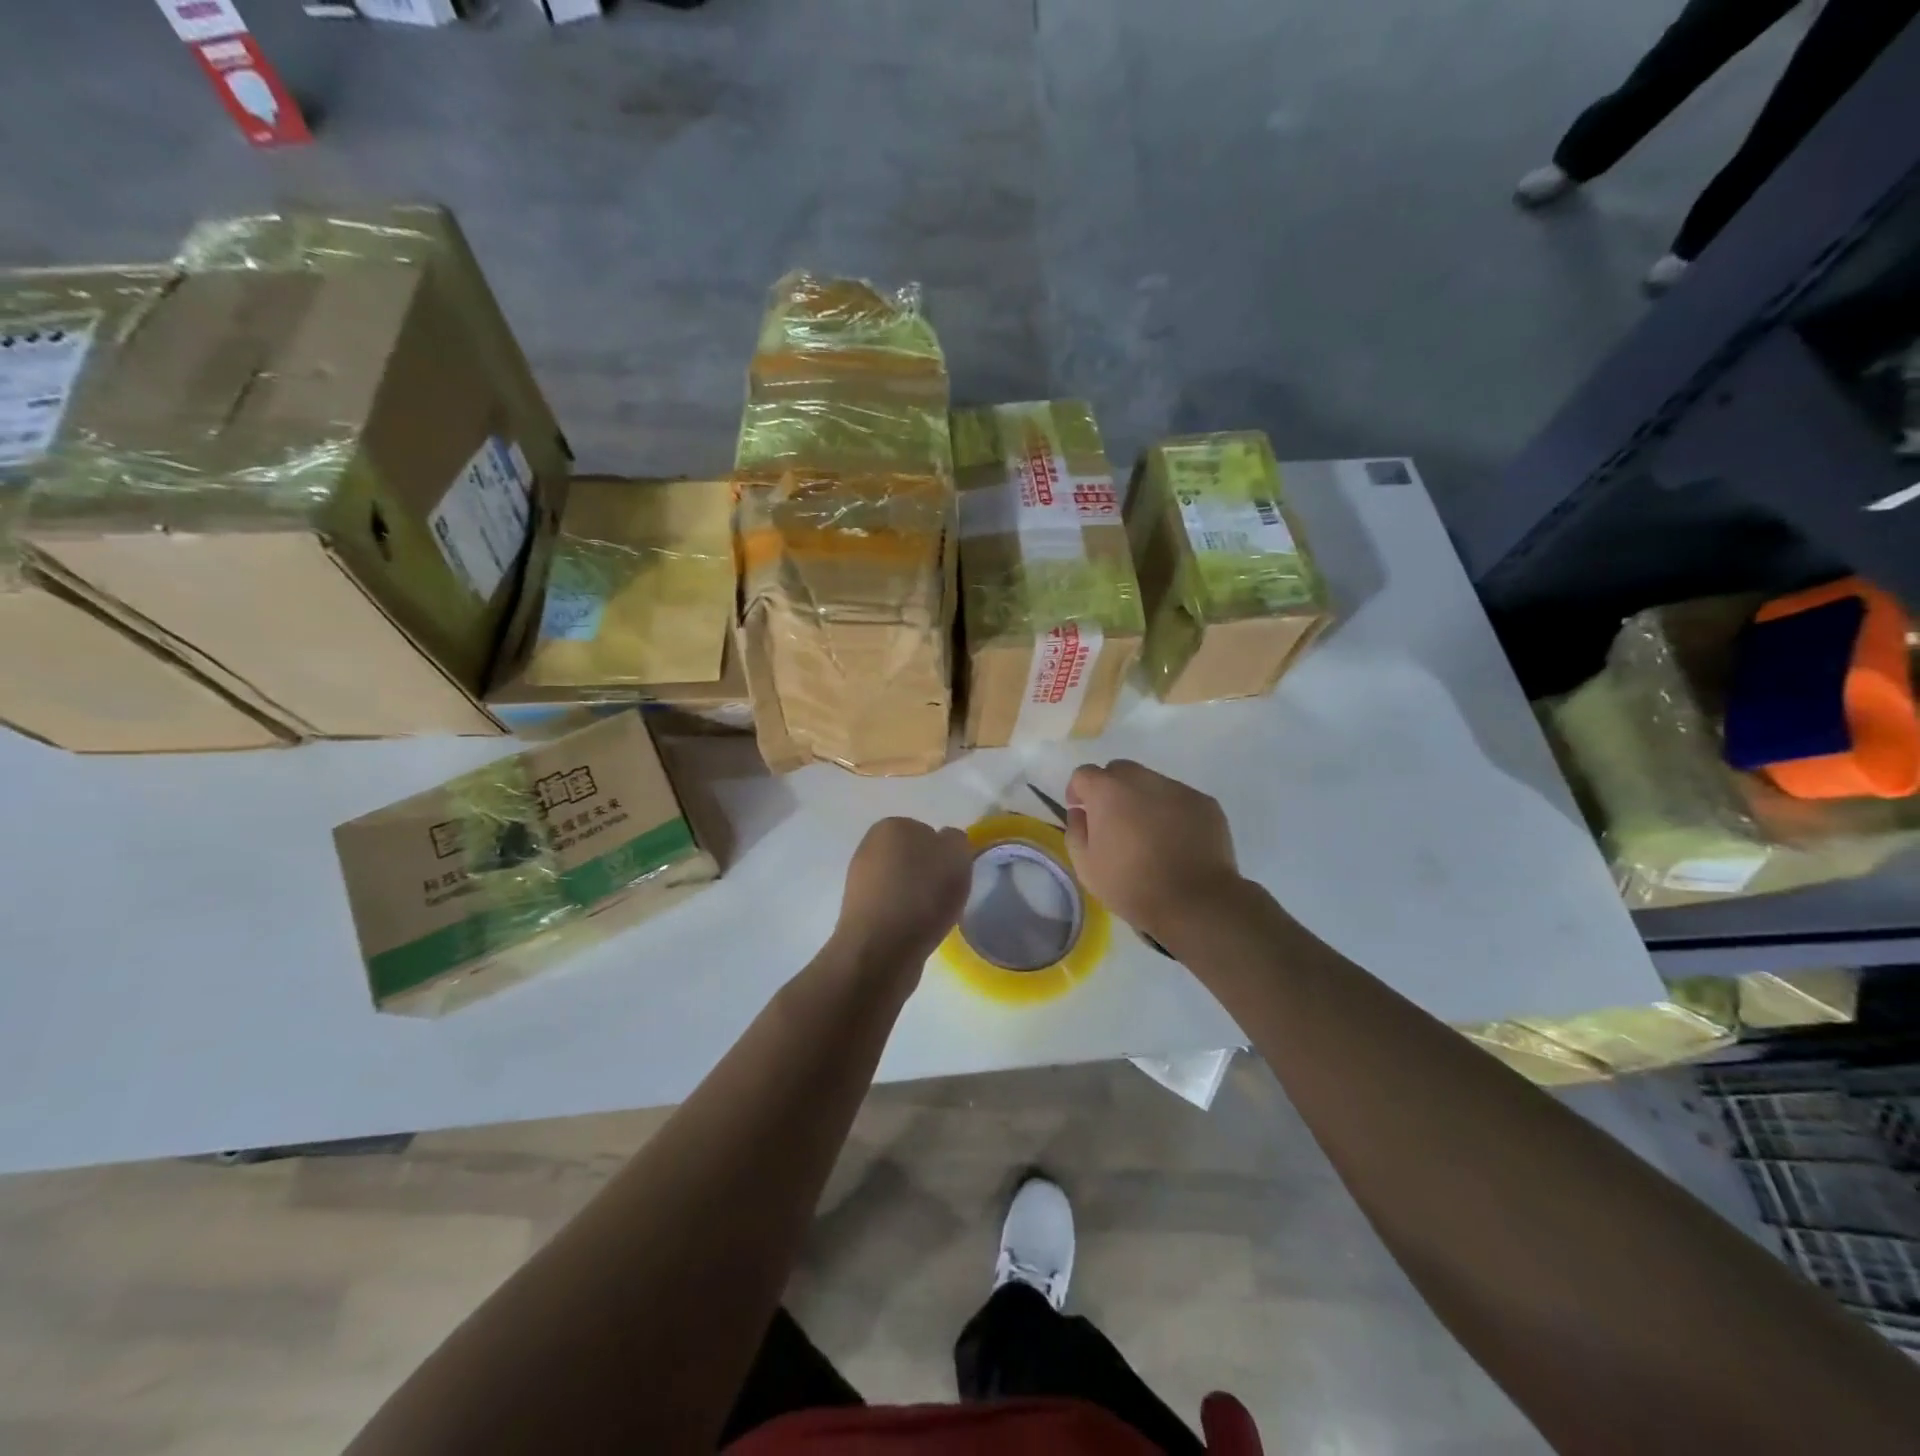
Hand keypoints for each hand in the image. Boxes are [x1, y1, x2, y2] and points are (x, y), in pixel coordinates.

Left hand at [828, 818, 972, 985]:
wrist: (881, 949)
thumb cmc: (922, 894)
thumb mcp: (957, 855)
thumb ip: (955, 840)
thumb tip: (945, 842)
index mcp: (891, 826)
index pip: (928, 833)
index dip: (944, 854)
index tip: (953, 875)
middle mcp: (869, 846)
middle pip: (913, 858)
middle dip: (928, 874)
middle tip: (944, 896)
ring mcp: (858, 879)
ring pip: (901, 883)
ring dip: (916, 897)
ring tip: (930, 917)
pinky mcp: (857, 911)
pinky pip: (891, 907)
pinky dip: (904, 916)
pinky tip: (913, 930)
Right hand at [1064, 760, 1241, 945]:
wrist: (1195, 902)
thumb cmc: (1131, 886)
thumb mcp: (1086, 866)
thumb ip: (1075, 831)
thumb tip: (1080, 813)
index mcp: (1108, 791)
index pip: (1084, 774)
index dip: (1078, 791)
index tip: (1082, 812)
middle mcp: (1143, 780)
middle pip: (1119, 771)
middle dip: (1111, 789)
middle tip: (1115, 821)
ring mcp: (1178, 789)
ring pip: (1152, 783)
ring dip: (1143, 800)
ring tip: (1149, 834)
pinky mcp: (1205, 803)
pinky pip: (1179, 799)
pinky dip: (1172, 812)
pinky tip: (1176, 841)